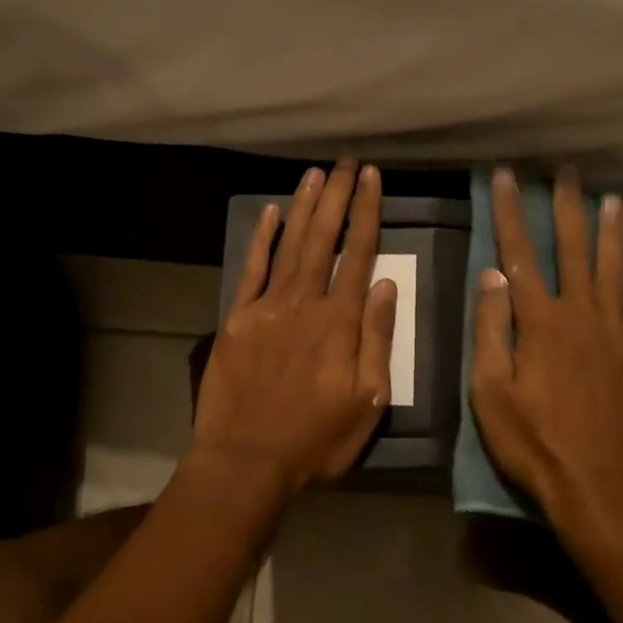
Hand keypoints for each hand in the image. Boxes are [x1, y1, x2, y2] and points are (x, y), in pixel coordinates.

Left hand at [192, 161, 398, 493]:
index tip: (372, 178)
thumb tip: (386, 285)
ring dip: (303, 207)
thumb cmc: (316, 438)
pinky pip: (251, 270)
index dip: (366, 212)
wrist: (246, 460)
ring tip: (316, 174)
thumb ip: (377, 339)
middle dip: (337, 196)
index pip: (358, 254)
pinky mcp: (237, 319)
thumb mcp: (368, 401)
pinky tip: (271, 212)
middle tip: (346, 162)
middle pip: (323, 239)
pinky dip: (262, 239)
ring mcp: (266, 308)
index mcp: (340, 322)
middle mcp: (304, 303)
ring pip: (289, 245)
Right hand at [469, 166, 622, 540]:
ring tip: (609, 197)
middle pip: (573, 249)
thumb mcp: (491, 393)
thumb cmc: (533, 444)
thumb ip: (491, 330)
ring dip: (609, 230)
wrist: (598, 487)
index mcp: (540, 323)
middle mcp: (581, 315)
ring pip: (612, 268)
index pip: (519, 254)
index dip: (509, 212)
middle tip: (565, 169)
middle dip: (566, 206)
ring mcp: (614, 333)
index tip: (504, 176)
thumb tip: (491, 275)